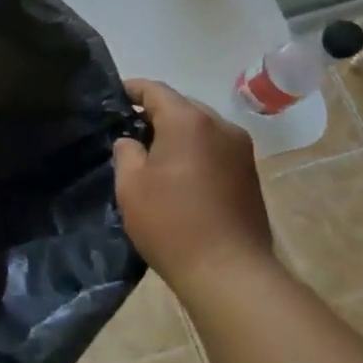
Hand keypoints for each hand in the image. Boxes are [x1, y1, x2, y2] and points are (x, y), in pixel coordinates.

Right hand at [112, 80, 273, 289]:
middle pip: (181, 106)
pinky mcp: (250, 174)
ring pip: (201, 127)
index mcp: (189, 121)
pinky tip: (178, 173)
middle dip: (155, 113)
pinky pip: (215, 148)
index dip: (131, 89)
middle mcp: (220, 126)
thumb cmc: (172, 223)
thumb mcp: (131, 185)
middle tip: (127, 129)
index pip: (155, 90)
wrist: (230, 273)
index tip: (112, 96)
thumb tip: (132, 141)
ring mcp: (241, 150)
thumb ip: (126, 152)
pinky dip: (195, 150)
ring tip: (152, 152)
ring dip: (177, 133)